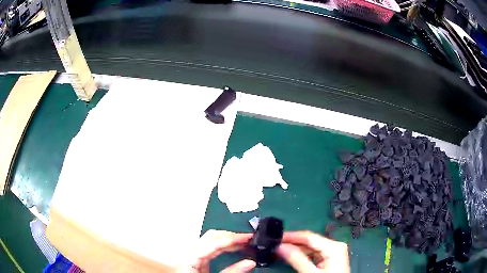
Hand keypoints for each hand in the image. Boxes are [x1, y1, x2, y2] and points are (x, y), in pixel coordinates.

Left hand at [188, 229, 255, 272]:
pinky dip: (224, 246)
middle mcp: (189, 253)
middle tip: (249, 238)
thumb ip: (232, 272)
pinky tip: (234, 248)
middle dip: (231, 235)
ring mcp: (192, 256)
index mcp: (190, 258)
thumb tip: (250, 262)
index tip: (248, 237)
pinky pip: (211, 248)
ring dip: (228, 239)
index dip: (232, 238)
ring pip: (211, 240)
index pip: (212, 242)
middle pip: (211, 237)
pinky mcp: (197, 260)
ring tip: (244, 242)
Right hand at [277, 231, 349, 272]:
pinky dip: (303, 255)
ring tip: (281, 250)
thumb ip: (297, 259)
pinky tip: (292, 256)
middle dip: (293, 243)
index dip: (292, 236)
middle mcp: (335, 246)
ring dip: (296, 249)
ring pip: (311, 248)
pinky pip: (314, 254)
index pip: (309, 237)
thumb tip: (281, 247)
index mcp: (334, 247)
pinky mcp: (330, 259)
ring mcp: (333, 253)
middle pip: (311, 242)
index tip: (276, 237)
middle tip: (276, 245)